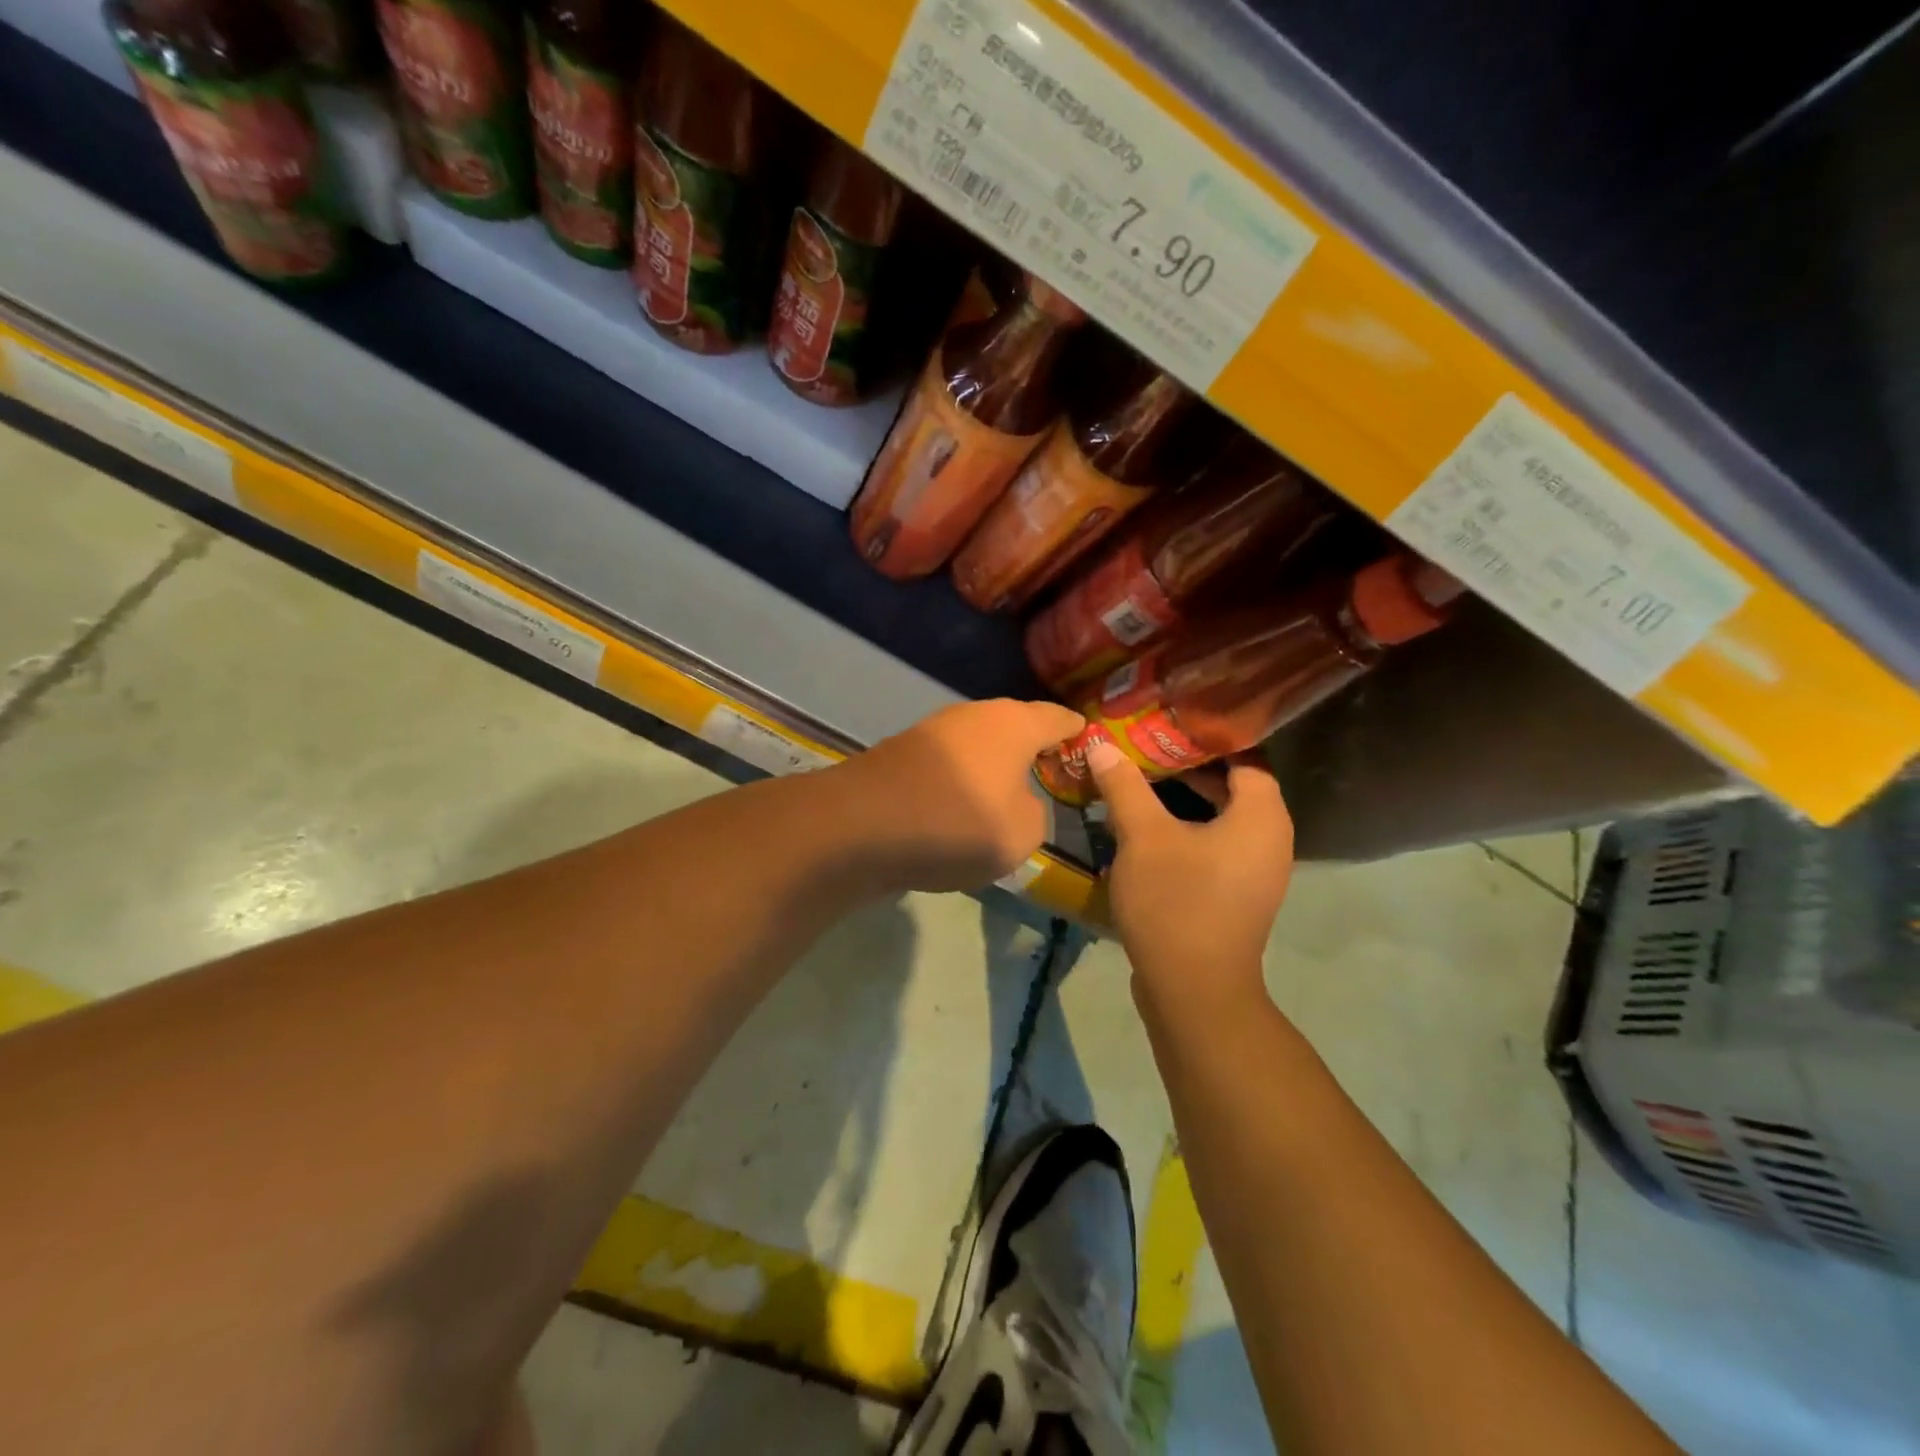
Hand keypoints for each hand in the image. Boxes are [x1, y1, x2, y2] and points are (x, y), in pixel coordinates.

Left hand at [835, 699, 1085, 892]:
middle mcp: (975, 715)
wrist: (861, 826)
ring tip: (1008, 795)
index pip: (1059, 718)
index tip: (1089, 745)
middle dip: (1034, 749)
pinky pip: (950, 763)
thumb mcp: (1022, 833)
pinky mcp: (903, 752)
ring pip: (979, 744)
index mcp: (1014, 724)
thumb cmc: (957, 824)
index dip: (1078, 733)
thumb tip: (1020, 801)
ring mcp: (934, 730)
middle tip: (1051, 776)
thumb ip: (1037, 813)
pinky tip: (961, 808)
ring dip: (994, 766)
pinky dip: (963, 780)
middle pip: (1015, 727)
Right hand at [1085, 740, 1293, 1011]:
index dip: (1206, 737)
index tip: (1167, 725)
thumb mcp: (1142, 837)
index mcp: (1261, 816)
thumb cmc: (1176, 901)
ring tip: (1139, 783)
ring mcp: (1256, 871)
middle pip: (1233, 786)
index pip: (1245, 756)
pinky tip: (1146, 830)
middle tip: (1145, 750)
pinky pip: (1216, 847)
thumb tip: (1100, 744)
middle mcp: (1270, 839)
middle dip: (1188, 767)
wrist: (1193, 990)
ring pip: (1222, 819)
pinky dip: (1188, 831)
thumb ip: (1124, 786)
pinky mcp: (1237, 896)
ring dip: (1184, 801)